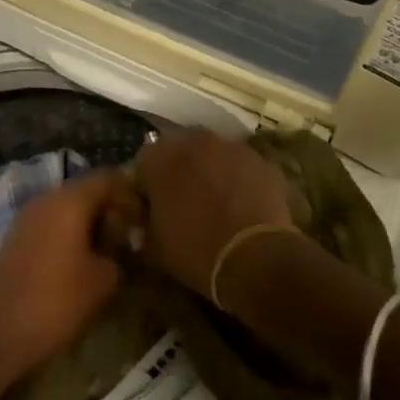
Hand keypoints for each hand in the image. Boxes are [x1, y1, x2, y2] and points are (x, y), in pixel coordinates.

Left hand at [0, 171, 143, 377]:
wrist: (1, 334)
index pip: (109, 178)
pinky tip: (77, 261)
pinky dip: (68, 233)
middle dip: (110, 209)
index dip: (131, 194)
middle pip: (86, 190)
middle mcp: (46, 199)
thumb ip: (121, 250)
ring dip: (88, 222)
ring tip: (105, 251)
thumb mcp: (106, 279)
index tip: (144, 220)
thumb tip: (122, 243)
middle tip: (127, 237)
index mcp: (70, 201)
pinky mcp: (14, 237)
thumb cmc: (59, 302)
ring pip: (66, 207)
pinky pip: (49, 223)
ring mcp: (26, 217)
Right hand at [132, 129, 294, 300]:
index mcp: (159, 158)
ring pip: (213, 154)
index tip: (151, 210)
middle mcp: (194, 141)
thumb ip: (139, 226)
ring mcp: (232, 147)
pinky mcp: (262, 160)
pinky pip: (241, 166)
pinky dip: (238, 179)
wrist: (254, 258)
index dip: (145, 188)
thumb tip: (138, 224)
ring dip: (209, 170)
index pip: (142, 165)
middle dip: (178, 171)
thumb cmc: (193, 251)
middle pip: (179, 151)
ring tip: (215, 202)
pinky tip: (241, 204)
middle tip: (183, 202)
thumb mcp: (152, 246)